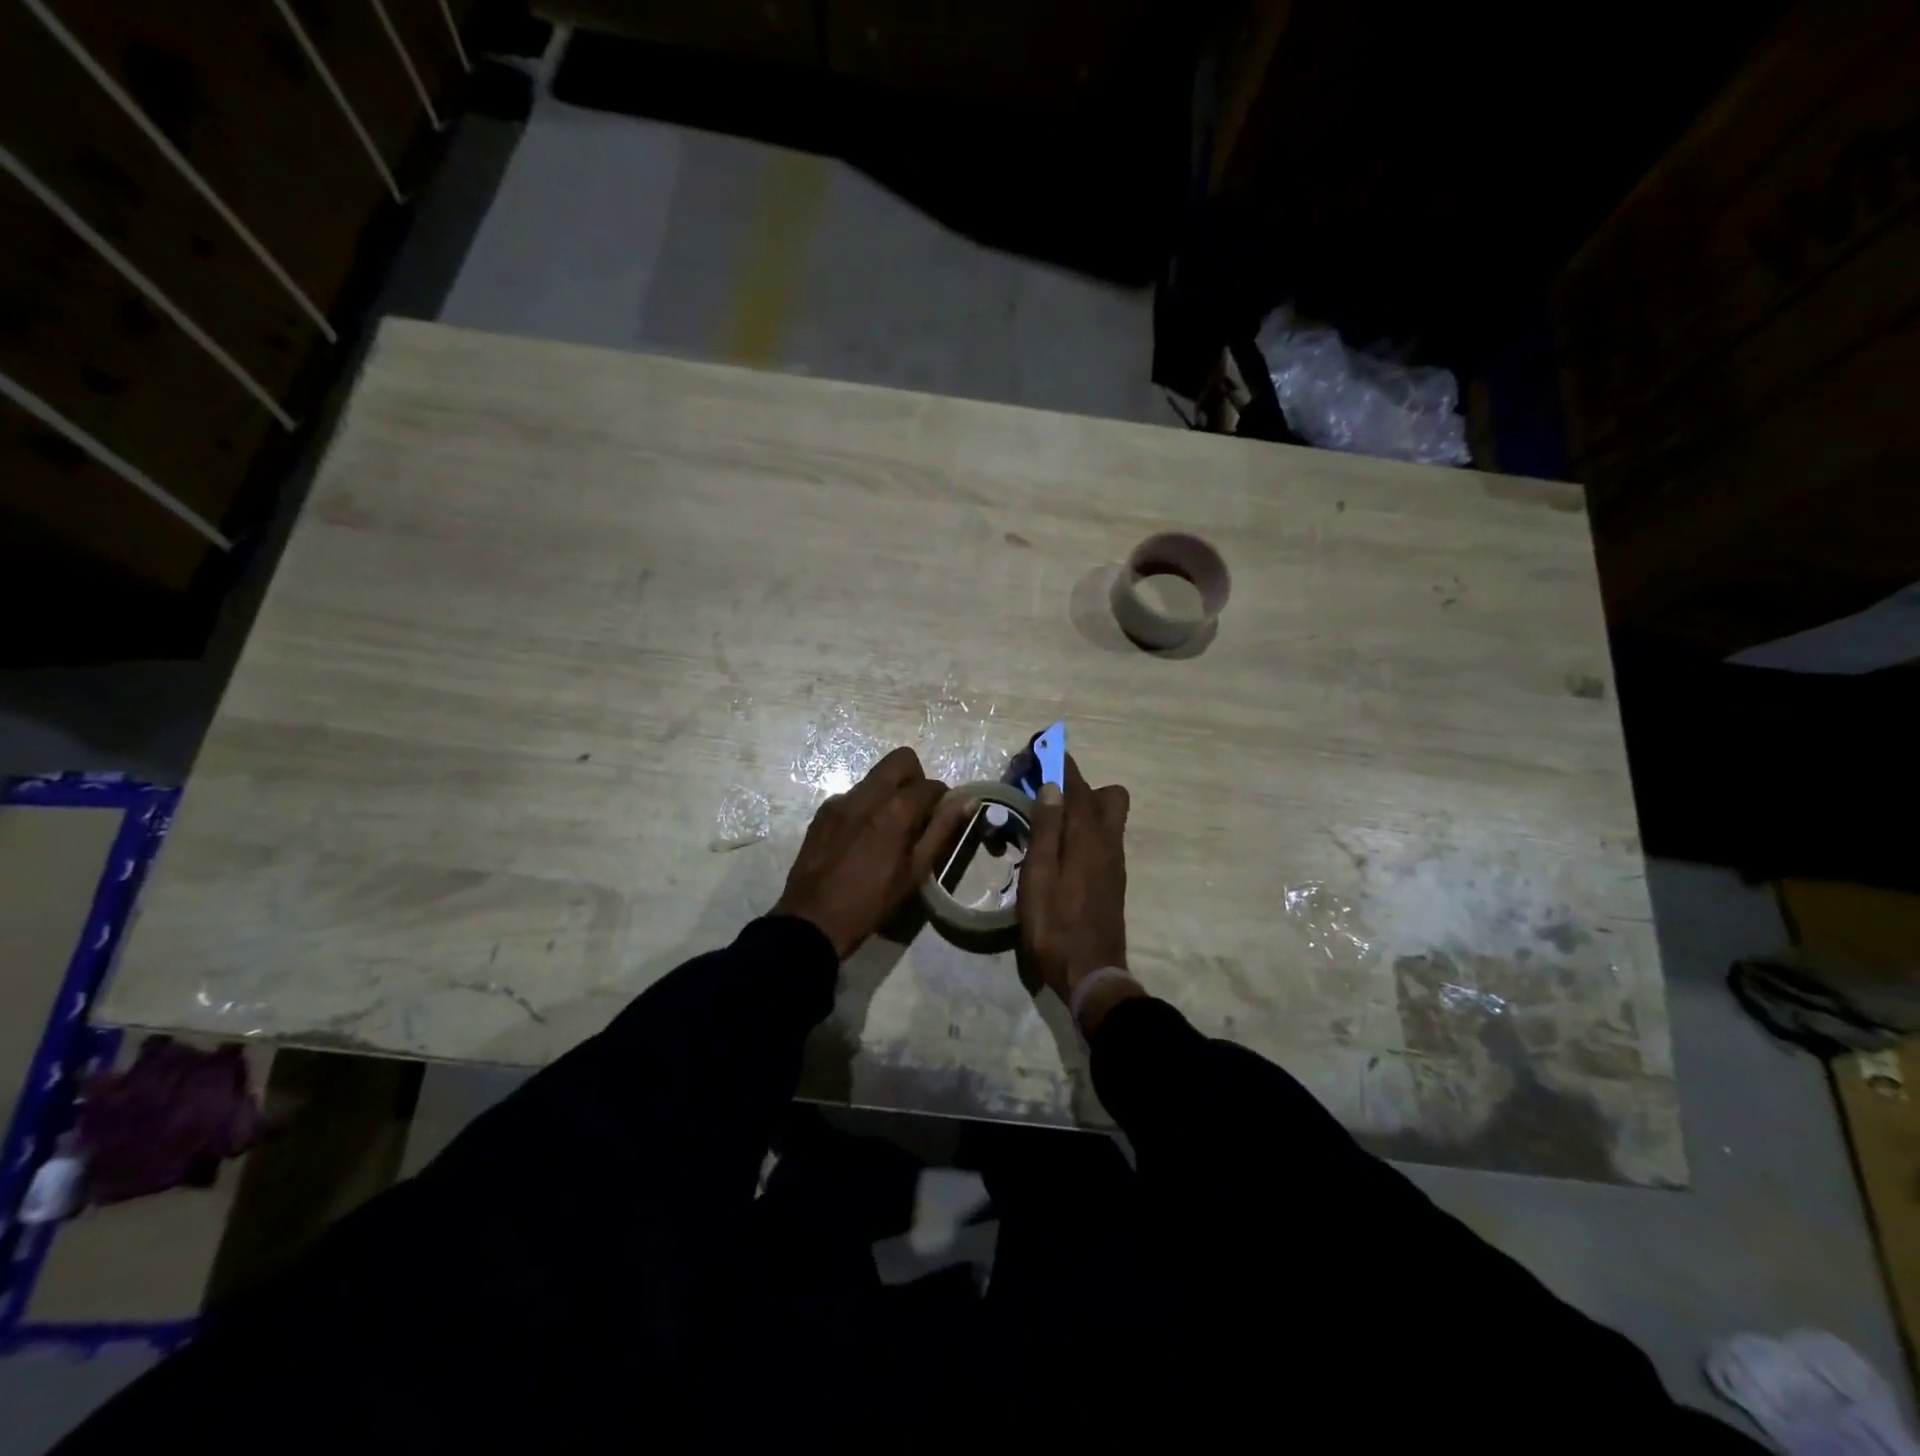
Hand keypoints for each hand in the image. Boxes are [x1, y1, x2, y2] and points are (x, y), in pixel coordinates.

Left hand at [774, 746, 971, 959]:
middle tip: (916, 813)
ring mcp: (841, 800)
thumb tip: (967, 801)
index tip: (941, 820)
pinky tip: (862, 839)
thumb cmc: (872, 902)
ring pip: (876, 778)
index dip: (943, 800)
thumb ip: (942, 830)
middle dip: (916, 779)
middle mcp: (867, 794)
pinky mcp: (823, 811)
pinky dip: (866, 807)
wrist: (813, 920)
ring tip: (888, 831)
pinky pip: (854, 795)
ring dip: (890, 793)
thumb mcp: (915, 871)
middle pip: (901, 760)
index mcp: (895, 810)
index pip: (931, 785)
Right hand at [1019, 755, 1132, 1015]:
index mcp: (1088, 837)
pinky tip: (1057, 850)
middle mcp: (1109, 842)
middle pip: (1107, 796)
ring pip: (1108, 818)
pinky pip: (1103, 838)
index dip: (1060, 763)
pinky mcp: (1113, 879)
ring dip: (1081, 808)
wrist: (1091, 974)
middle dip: (1078, 785)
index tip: (1040, 750)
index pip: (1078, 785)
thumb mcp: (1039, 877)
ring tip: (1045, 823)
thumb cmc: (1055, 926)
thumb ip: (1046, 830)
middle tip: (1044, 797)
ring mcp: (1115, 862)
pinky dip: (1083, 831)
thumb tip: (1051, 787)